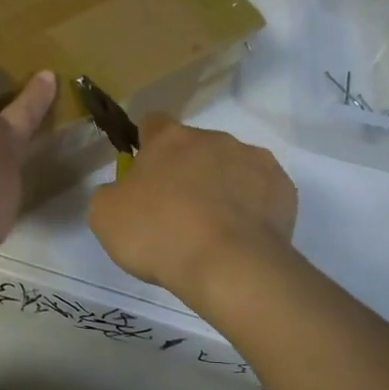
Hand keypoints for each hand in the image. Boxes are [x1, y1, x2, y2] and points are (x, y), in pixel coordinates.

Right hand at [87, 114, 297, 299]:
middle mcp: (214, 138)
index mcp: (170, 138)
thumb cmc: (159, 234)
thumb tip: (122, 191)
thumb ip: (110, 193)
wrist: (228, 266)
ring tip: (213, 229)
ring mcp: (253, 160)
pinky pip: (260, 192)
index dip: (145, 146)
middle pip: (194, 147)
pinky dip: (251, 208)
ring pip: (231, 167)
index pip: (152, 123)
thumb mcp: (106, 216)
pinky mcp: (283, 188)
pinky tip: (241, 237)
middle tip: (176, 212)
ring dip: (220, 186)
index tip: (143, 176)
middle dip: (186, 171)